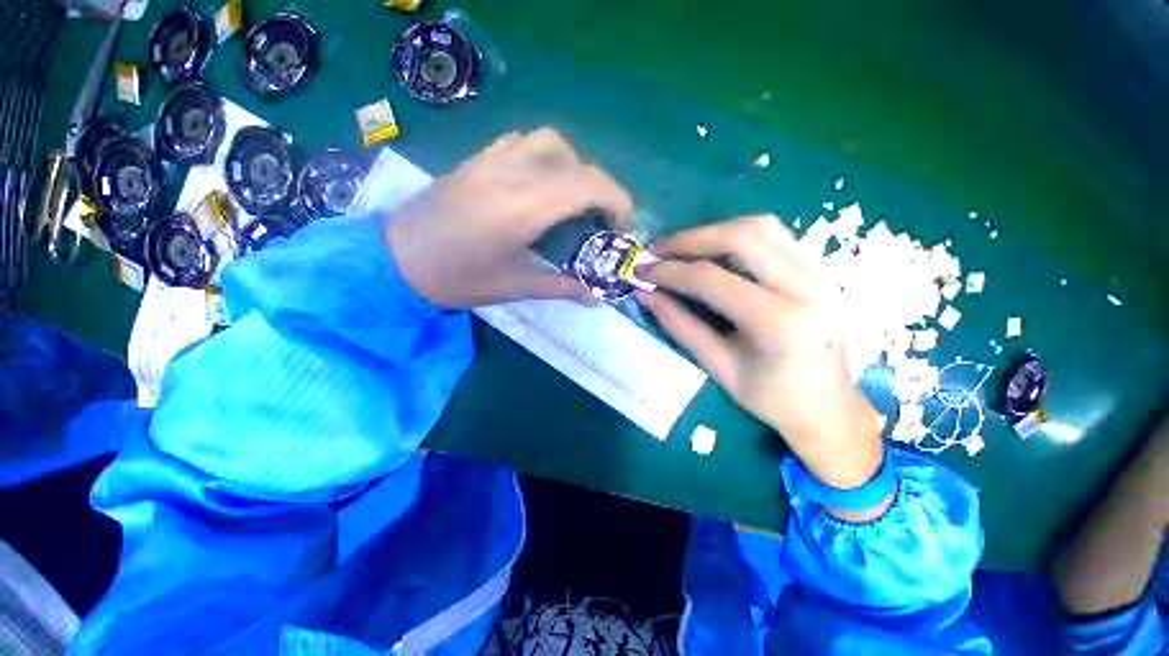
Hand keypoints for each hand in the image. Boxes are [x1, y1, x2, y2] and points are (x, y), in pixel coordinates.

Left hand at [383, 129, 633, 308]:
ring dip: (575, 167)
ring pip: (552, 142)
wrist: (396, 257)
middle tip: (603, 220)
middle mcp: (513, 173)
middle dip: (603, 189)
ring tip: (574, 198)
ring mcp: (493, 159)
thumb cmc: (456, 279)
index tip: (622, 226)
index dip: (617, 201)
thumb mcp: (514, 288)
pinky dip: (546, 156)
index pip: (589, 184)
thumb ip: (561, 288)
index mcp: (524, 208)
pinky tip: (541, 181)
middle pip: (578, 163)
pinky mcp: (479, 158)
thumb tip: (596, 299)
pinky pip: (523, 141)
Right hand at [639, 216, 884, 490]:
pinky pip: (775, 236)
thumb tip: (646, 294)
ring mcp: (823, 273)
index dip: (670, 271)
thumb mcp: (719, 368)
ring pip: (762, 227)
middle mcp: (808, 287)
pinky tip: (716, 253)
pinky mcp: (823, 269)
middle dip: (691, 239)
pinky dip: (737, 237)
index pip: (712, 279)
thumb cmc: (772, 399)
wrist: (830, 408)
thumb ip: (680, 327)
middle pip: (741, 236)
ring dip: (714, 232)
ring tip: (683, 249)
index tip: (642, 270)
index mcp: (780, 323)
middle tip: (659, 250)